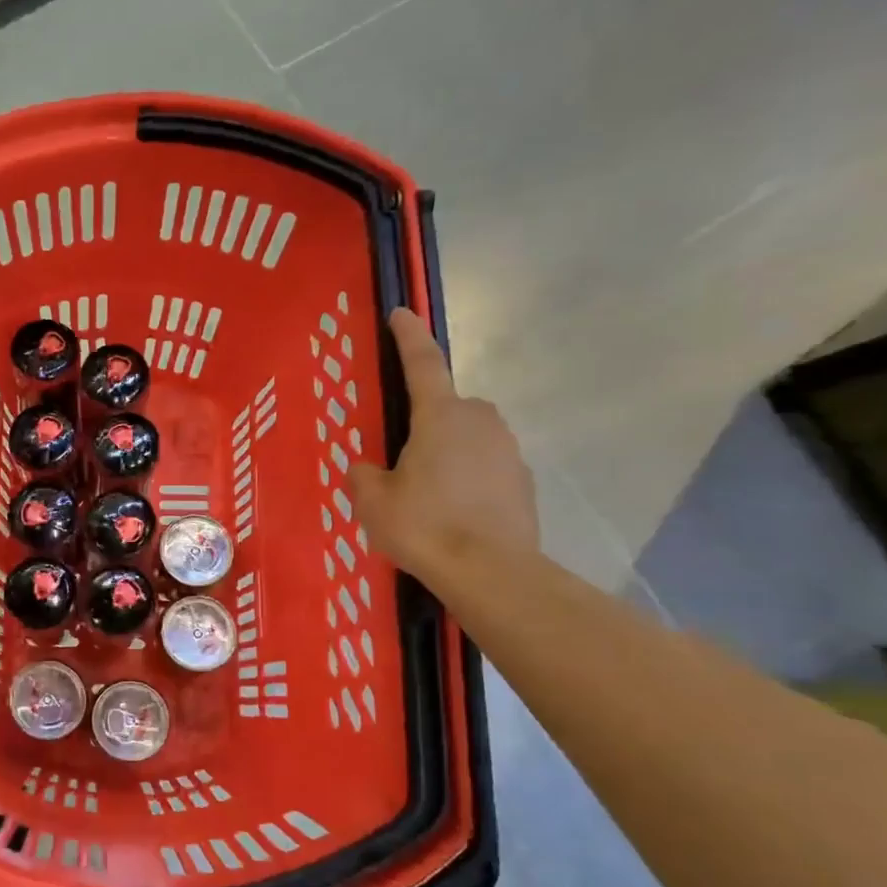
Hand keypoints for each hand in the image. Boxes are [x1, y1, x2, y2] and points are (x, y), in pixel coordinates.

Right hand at [351, 309, 538, 581]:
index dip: (408, 336)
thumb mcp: (373, 502)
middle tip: (402, 457)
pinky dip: (468, 479)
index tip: (401, 313)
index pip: (422, 364)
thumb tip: (366, 469)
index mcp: (440, 416)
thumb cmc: (425, 526)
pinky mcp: (522, 481)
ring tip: (425, 494)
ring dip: (448, 452)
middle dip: (427, 421)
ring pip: (469, 438)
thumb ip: (364, 476)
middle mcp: (480, 422)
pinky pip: (486, 467)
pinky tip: (451, 513)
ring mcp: (508, 451)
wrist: (492, 573)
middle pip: (447, 407)